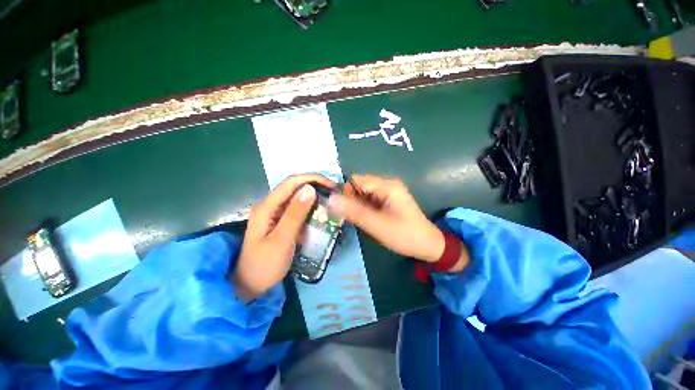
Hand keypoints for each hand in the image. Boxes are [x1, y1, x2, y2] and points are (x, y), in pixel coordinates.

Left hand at [233, 174, 335, 300]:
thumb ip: (295, 214)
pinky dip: (310, 209)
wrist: (250, 286)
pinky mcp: (281, 222)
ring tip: (331, 202)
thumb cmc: (264, 265)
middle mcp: (270, 206)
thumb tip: (310, 188)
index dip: (312, 179)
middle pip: (294, 187)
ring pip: (297, 198)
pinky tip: (321, 214)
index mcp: (267, 207)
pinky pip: (297, 210)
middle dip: (315, 186)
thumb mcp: (281, 240)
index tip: (331, 186)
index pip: (291, 182)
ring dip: (314, 197)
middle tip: (334, 194)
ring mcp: (275, 214)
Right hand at [328, 174, 444, 262]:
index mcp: (387, 185)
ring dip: (359, 207)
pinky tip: (370, 220)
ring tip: (365, 221)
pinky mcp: (389, 200)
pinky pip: (370, 200)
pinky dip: (365, 209)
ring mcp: (389, 192)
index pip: (356, 180)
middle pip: (359, 186)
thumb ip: (354, 211)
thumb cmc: (404, 235)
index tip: (347, 211)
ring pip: (363, 194)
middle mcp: (387, 184)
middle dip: (353, 201)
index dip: (346, 194)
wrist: (428, 245)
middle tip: (357, 219)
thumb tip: (331, 199)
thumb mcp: (377, 225)